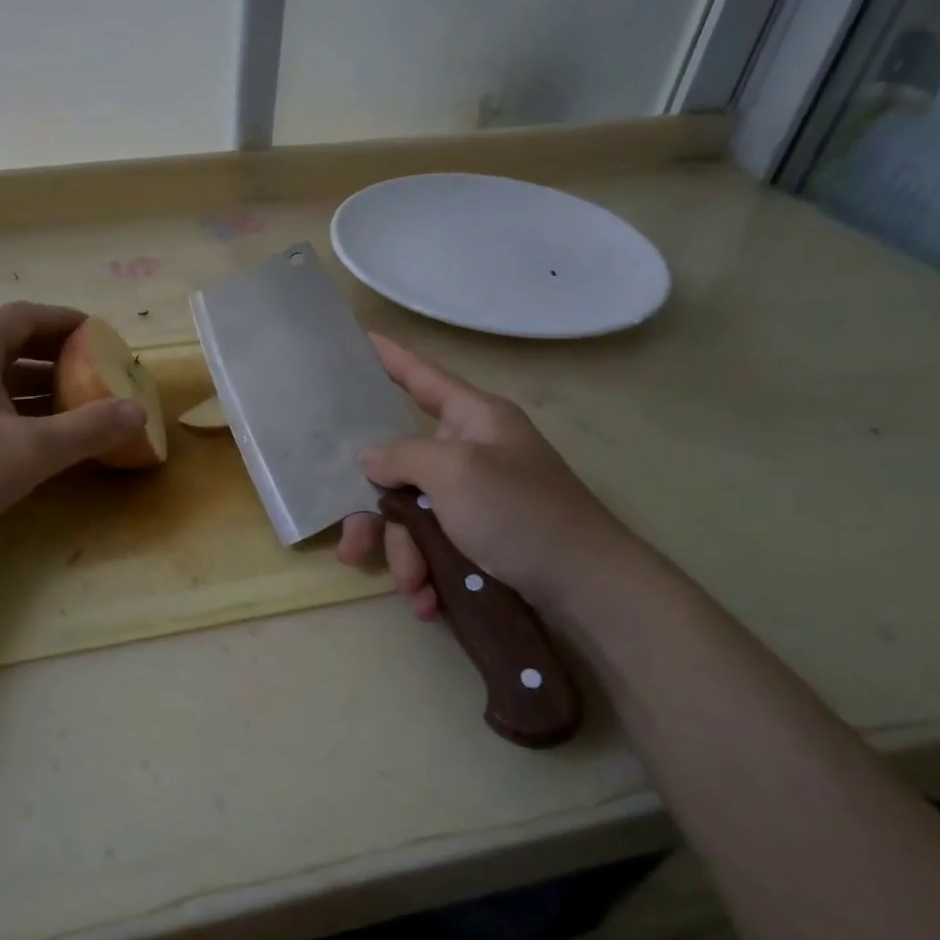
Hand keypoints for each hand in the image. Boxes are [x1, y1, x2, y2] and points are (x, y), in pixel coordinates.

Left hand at [0, 303, 145, 551]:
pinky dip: (14, 403)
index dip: (68, 321)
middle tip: (95, 368)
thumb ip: (88, 429)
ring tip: (76, 399)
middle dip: (57, 353)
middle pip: (13, 340)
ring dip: (37, 382)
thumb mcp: (31, 450)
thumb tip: (138, 411)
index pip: (29, 316)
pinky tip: (35, 429)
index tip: (101, 334)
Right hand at [337, 334, 645, 619]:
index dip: (391, 358)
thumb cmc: (521, 513)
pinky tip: (426, 600)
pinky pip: (433, 545)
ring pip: (412, 515)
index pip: (423, 378)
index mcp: (474, 420)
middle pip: (401, 467)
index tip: (359, 339)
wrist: (588, 590)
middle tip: (351, 545)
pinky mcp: (479, 538)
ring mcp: (475, 498)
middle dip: (377, 513)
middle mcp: (470, 453)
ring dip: (404, 553)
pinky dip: (426, 572)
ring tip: (412, 587)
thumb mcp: (455, 473)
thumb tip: (372, 459)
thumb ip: (403, 456)